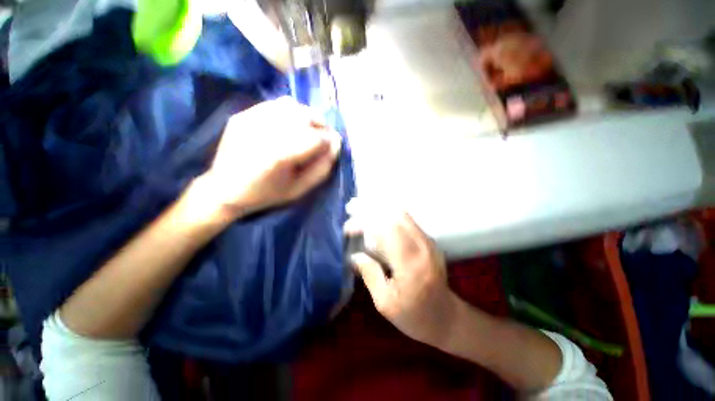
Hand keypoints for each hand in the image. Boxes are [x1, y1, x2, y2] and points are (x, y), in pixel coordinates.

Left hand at [196, 97, 340, 219]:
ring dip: (308, 116)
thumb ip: (321, 168)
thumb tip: (336, 145)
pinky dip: (291, 111)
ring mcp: (250, 120)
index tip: (333, 146)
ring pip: (291, 106)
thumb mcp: (299, 189)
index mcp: (278, 157)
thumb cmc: (266, 195)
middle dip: (321, 126)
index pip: (314, 138)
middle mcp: (263, 133)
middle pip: (304, 117)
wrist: (224, 189)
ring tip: (311, 129)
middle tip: (324, 137)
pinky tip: (293, 124)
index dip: (328, 141)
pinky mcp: (242, 115)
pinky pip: (275, 104)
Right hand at [346, 205, 457, 346]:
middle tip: (353, 213)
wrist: (447, 317)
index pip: (387, 230)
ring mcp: (428, 241)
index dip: (365, 223)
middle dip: (370, 211)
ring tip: (361, 215)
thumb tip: (355, 255)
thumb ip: (370, 275)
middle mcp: (422, 246)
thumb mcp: (385, 303)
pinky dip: (388, 216)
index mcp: (411, 264)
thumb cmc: (415, 316)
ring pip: (401, 214)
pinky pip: (406, 220)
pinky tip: (376, 222)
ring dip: (379, 211)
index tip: (348, 228)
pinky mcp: (428, 240)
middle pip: (395, 215)